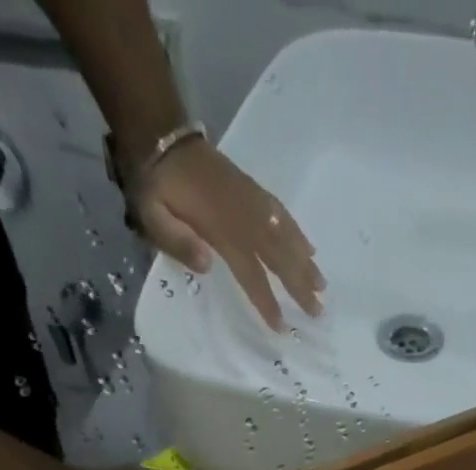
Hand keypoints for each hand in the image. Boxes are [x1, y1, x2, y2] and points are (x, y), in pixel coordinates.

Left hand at [132, 139, 323, 330]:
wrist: (163, 138)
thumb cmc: (156, 186)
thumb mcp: (153, 216)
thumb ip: (178, 242)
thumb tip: (208, 266)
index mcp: (220, 229)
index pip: (250, 272)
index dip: (266, 300)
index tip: (281, 325)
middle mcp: (244, 217)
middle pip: (278, 257)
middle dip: (300, 285)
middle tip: (319, 312)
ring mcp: (251, 202)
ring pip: (286, 237)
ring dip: (306, 263)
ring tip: (322, 286)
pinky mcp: (253, 191)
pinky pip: (282, 214)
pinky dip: (298, 233)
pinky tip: (310, 250)